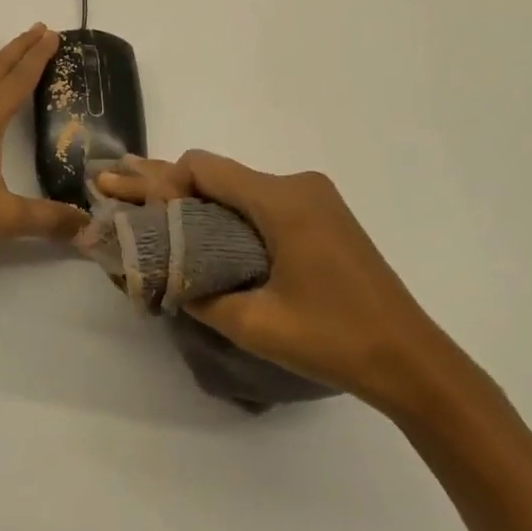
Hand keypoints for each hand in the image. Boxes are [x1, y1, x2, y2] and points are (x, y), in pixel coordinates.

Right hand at [96, 151, 445, 408]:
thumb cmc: (335, 340)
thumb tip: (160, 273)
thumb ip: (198, 292)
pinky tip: (200, 228)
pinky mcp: (322, 216)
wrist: (414, 362)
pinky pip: (260, 202)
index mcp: (281, 201)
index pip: (203, 168)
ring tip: (149, 211)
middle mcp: (296, 185)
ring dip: (196, 200)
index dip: (161, 183)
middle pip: (218, 173)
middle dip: (167, 186)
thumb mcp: (255, 324)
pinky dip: (225, 212)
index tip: (135, 212)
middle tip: (117, 190)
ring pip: (237, 187)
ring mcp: (314, 198)